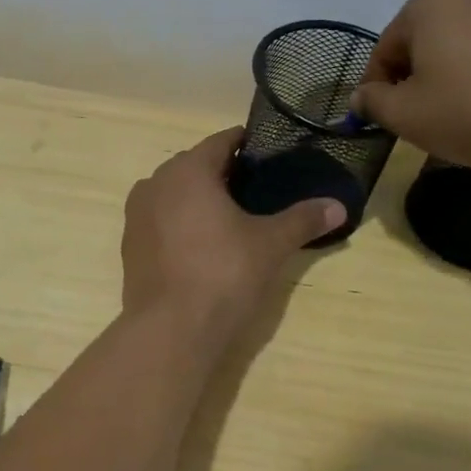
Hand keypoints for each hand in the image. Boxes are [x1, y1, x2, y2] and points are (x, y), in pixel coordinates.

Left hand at [121, 128, 343, 332]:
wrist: (171, 329)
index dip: (246, 144)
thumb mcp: (271, 244)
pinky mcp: (130, 245)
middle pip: (195, 165)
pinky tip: (202, 244)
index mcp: (188, 170)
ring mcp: (137, 214)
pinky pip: (160, 219)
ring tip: (230, 217)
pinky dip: (180, 222)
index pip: (221, 142)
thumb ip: (303, 219)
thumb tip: (340, 206)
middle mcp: (155, 183)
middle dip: (223, 173)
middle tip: (256, 188)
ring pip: (174, 193)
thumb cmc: (223, 273)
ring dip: (198, 198)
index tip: (268, 153)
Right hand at [351, 0, 470, 167]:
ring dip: (452, 79)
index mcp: (426, 6)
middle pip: (423, 44)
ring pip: (461, 48)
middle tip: (422, 120)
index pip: (384, 50)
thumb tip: (362, 96)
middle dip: (416, 80)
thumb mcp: (407, 115)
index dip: (376, 89)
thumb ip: (374, 103)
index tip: (383, 121)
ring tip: (462, 118)